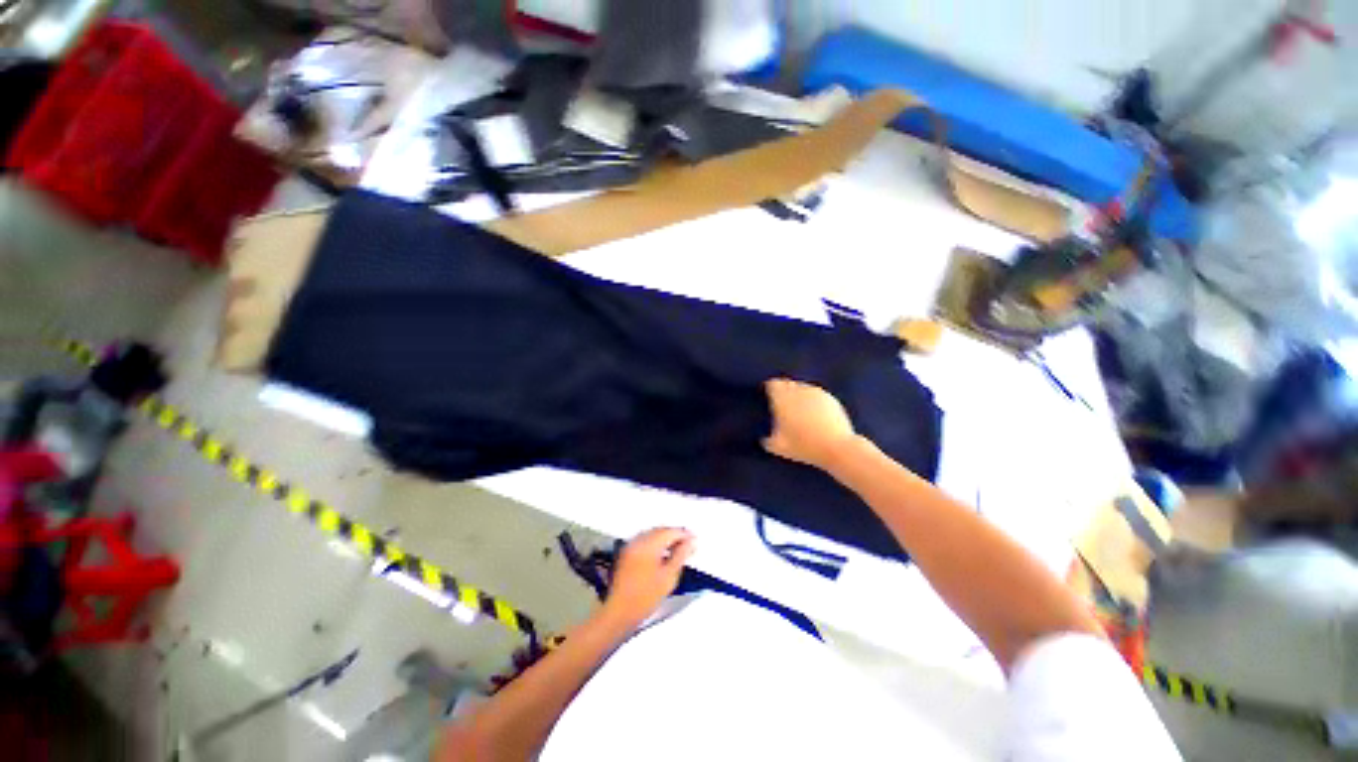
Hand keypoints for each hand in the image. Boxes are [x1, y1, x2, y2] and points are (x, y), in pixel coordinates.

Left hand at [603, 528, 694, 627]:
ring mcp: (631, 545)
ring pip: (652, 534)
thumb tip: (691, 541)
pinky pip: (644, 539)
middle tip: (688, 544)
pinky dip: (655, 542)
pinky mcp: (627, 552)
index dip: (684, 534)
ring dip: (665, 538)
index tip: (695, 540)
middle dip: (675, 535)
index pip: (670, 532)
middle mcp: (638, 540)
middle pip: (661, 530)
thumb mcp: (669, 577)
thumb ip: (681, 555)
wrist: (620, 612)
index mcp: (649, 544)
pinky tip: (662, 553)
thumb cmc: (646, 597)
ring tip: (677, 548)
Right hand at [762, 378, 858, 470]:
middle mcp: (798, 390)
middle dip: (784, 391)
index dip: (769, 390)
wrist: (837, 448)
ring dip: (798, 395)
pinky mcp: (830, 398)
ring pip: (802, 387)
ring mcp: (816, 392)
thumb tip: (764, 438)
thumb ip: (767, 440)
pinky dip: (812, 400)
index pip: (772, 384)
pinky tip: (813, 413)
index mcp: (782, 398)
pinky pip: (816, 394)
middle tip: (782, 405)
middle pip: (787, 383)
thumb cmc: (803, 446)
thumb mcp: (779, 447)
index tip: (768, 397)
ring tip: (798, 409)